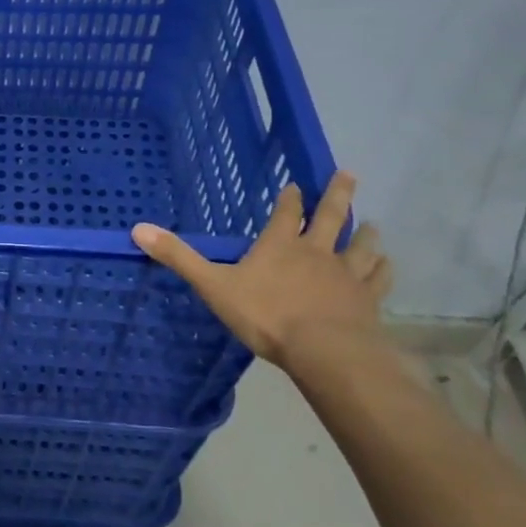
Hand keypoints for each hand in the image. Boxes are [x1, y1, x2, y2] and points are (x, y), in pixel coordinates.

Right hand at [131, 170, 391, 369]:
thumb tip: (138, 229)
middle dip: (337, 195)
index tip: (296, 185)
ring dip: (365, 233)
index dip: (290, 198)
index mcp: (279, 246)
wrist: (325, 352)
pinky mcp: (367, 301)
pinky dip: (383, 270)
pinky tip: (388, 265)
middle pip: (330, 217)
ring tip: (373, 224)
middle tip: (349, 174)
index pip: (285, 213)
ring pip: (360, 247)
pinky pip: (378, 280)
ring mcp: (346, 276)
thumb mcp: (213, 285)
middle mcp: (316, 252)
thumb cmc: (266, 315)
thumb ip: (179, 258)